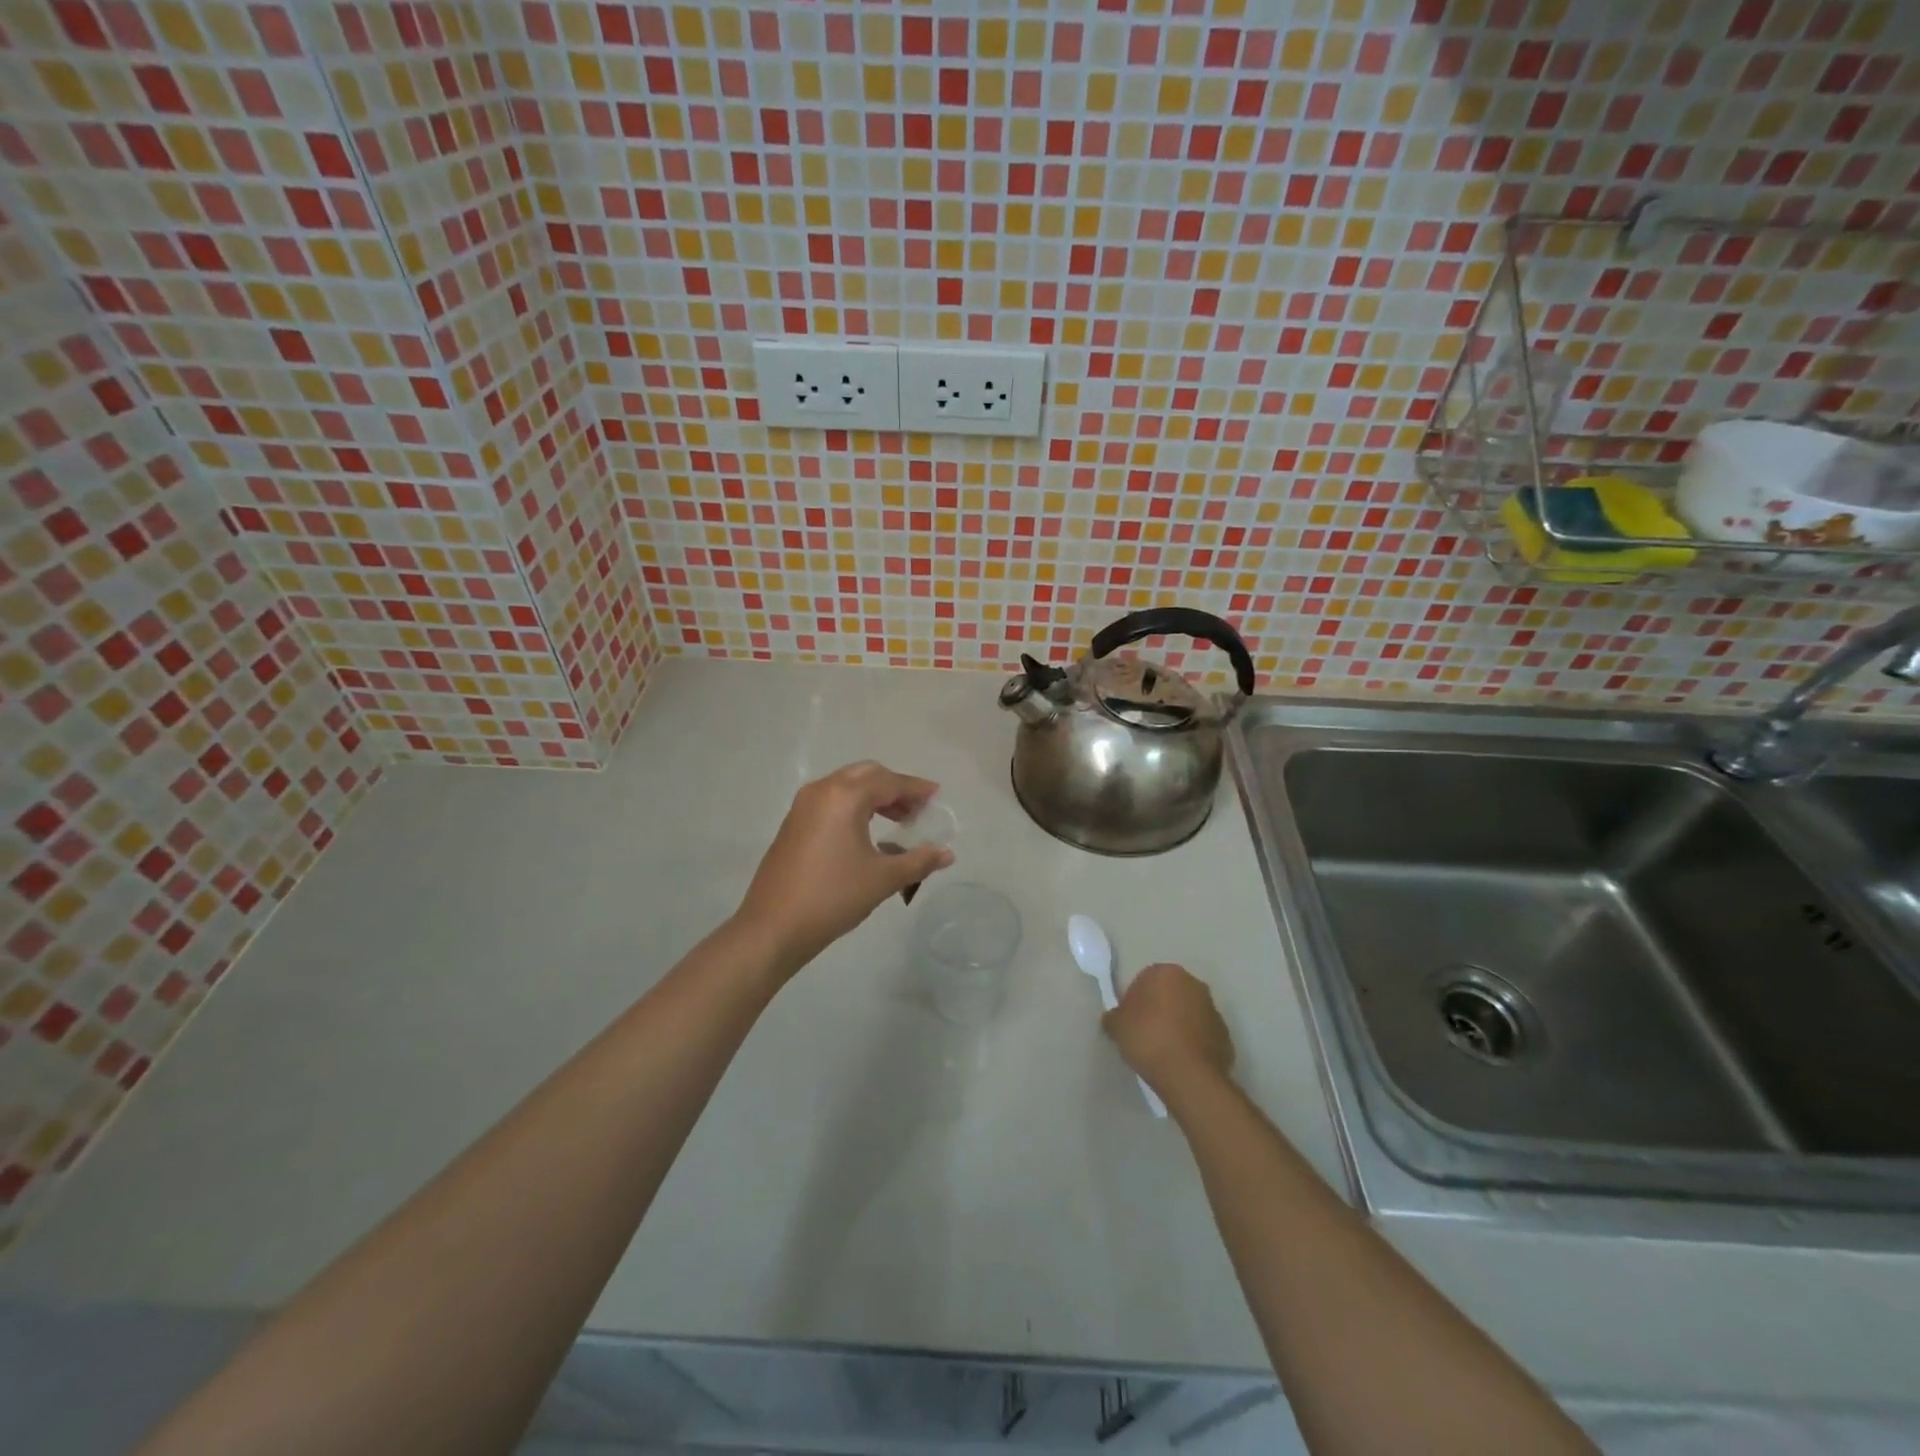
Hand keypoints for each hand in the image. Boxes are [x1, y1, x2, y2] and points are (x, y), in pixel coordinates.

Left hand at [734, 761, 953, 978]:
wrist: (773, 927)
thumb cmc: (833, 897)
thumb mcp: (883, 879)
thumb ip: (918, 861)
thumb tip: (947, 854)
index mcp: (845, 796)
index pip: (890, 782)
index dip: (916, 789)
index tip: (937, 796)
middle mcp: (822, 791)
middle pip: (867, 775)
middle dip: (895, 787)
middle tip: (917, 810)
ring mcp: (803, 806)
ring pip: (846, 786)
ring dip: (874, 796)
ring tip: (897, 822)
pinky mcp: (793, 824)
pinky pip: (831, 801)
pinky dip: (854, 806)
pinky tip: (866, 834)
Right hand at [1103, 962, 1234, 1099]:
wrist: (1188, 1075)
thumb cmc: (1148, 1038)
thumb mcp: (1117, 1026)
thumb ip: (1114, 1017)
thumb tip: (1114, 1018)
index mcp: (1167, 973)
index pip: (1146, 979)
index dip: (1135, 1000)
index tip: (1130, 1021)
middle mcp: (1194, 984)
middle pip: (1171, 993)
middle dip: (1160, 1009)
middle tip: (1145, 1033)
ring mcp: (1213, 1009)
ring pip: (1189, 1013)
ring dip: (1179, 1025)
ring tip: (1164, 1050)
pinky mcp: (1225, 1035)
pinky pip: (1203, 1034)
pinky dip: (1194, 1043)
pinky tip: (1181, 1061)